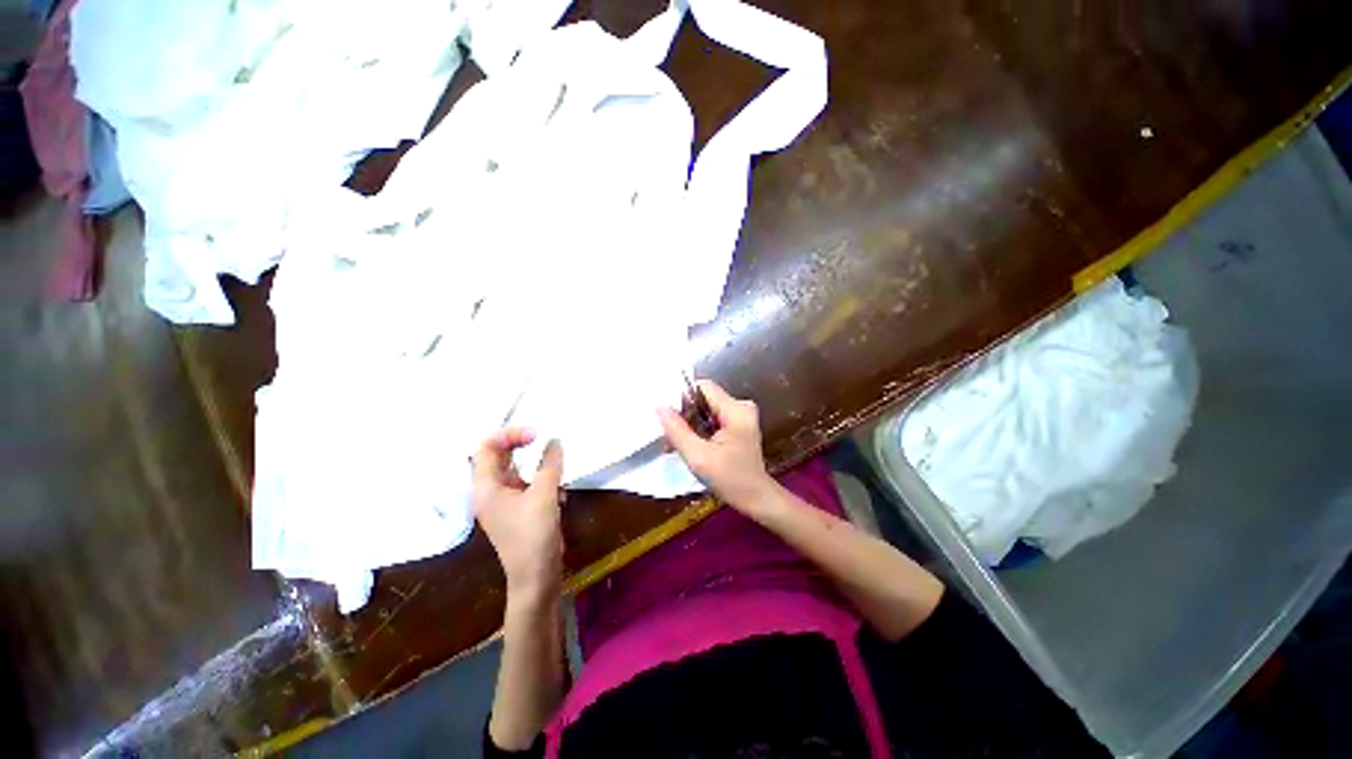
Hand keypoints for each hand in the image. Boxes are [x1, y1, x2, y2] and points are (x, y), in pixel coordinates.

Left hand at [472, 429, 564, 598]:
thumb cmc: (534, 535)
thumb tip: (555, 441)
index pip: (487, 448)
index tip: (536, 434)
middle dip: (525, 448)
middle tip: (547, 441)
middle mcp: (491, 492)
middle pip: (501, 457)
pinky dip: (544, 483)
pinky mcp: (519, 510)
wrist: (536, 576)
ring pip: (518, 471)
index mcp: (486, 488)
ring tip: (556, 475)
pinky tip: (559, 496)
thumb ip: (550, 465)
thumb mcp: (544, 495)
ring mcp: (505, 502)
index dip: (510, 435)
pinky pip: (529, 485)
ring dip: (539, 468)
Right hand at [657, 380, 775, 507]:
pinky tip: (691, 445)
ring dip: (689, 424)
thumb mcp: (698, 457)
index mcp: (736, 410)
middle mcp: (741, 406)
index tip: (669, 418)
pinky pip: (712, 417)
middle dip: (684, 415)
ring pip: (706, 408)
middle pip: (703, 398)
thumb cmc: (730, 480)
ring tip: (676, 445)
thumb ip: (677, 431)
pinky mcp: (739, 423)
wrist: (756, 498)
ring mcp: (741, 415)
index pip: (703, 387)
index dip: (683, 399)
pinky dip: (699, 429)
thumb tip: (659, 407)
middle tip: (670, 438)